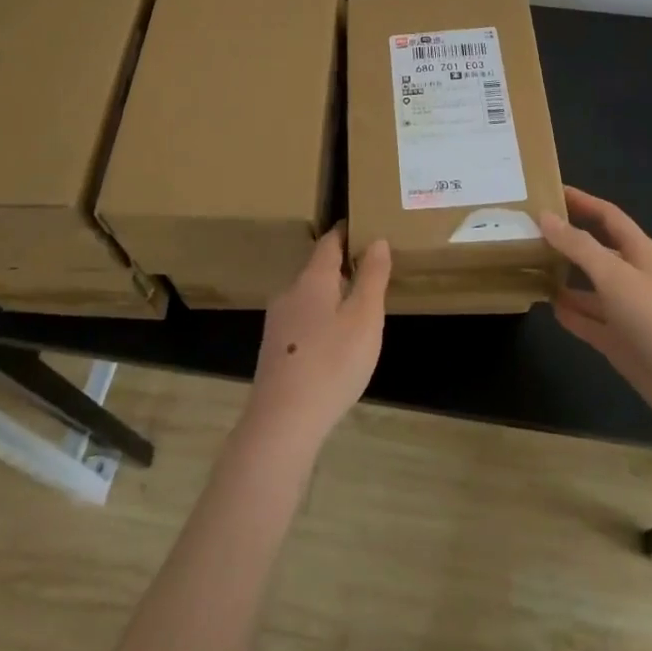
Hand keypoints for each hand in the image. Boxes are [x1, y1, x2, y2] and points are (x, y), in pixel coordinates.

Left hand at [242, 230, 390, 452]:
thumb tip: (377, 240)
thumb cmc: (332, 363)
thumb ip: (372, 277)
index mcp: (313, 279)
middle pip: (317, 269)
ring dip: (331, 296)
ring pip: (309, 297)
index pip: (329, 242)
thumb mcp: (365, 318)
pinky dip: (320, 320)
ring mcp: (278, 322)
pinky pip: (302, 321)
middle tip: (370, 270)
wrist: (282, 423)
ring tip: (357, 307)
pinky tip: (333, 342)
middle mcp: (290, 293)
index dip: (346, 233)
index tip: (363, 227)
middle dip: (341, 267)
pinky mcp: (274, 350)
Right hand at [540, 186, 651, 433]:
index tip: (550, 191)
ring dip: (564, 277)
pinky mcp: (620, 340)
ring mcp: (627, 310)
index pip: (608, 216)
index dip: (582, 201)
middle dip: (567, 240)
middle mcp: (633, 276)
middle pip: (596, 250)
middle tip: (530, 230)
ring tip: (529, 266)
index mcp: (640, 252)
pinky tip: (548, 305)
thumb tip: (545, 216)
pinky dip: (571, 312)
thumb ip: (578, 245)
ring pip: (590, 287)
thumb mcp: (613, 274)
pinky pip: (589, 320)